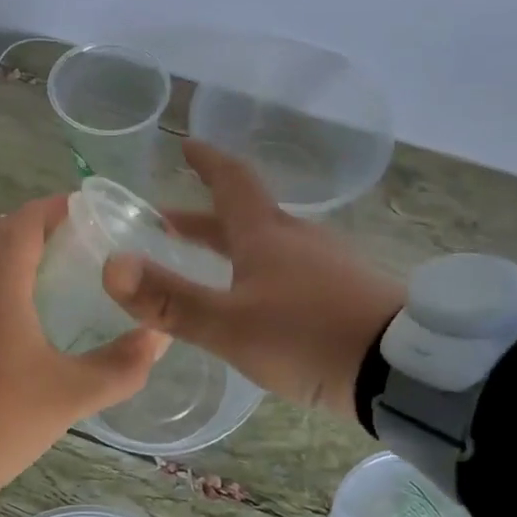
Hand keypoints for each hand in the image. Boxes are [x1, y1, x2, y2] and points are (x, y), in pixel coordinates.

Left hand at [0, 195, 167, 490]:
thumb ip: (121, 365)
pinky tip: (6, 316)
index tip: (87, 210)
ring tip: (44, 274)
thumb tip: (159, 337)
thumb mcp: (70, 395)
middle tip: (74, 242)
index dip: (56, 208)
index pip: (25, 221)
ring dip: (6, 256)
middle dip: (34, 229)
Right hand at [102, 141, 405, 419]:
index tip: (188, 145)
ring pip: (270, 245)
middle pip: (245, 217)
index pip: (232, 182)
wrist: (403, 370)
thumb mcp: (230, 325)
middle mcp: (298, 239)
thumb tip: (112, 266)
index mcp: (267, 234)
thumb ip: (171, 300)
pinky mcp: (349, 293)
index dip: (207, 162)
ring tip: (210, 268)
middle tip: (169, 224)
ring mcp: (329, 264)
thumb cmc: (309, 336)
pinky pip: (294, 271)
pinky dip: (263, 274)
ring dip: (234, 248)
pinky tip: (261, 304)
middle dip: (205, 219)